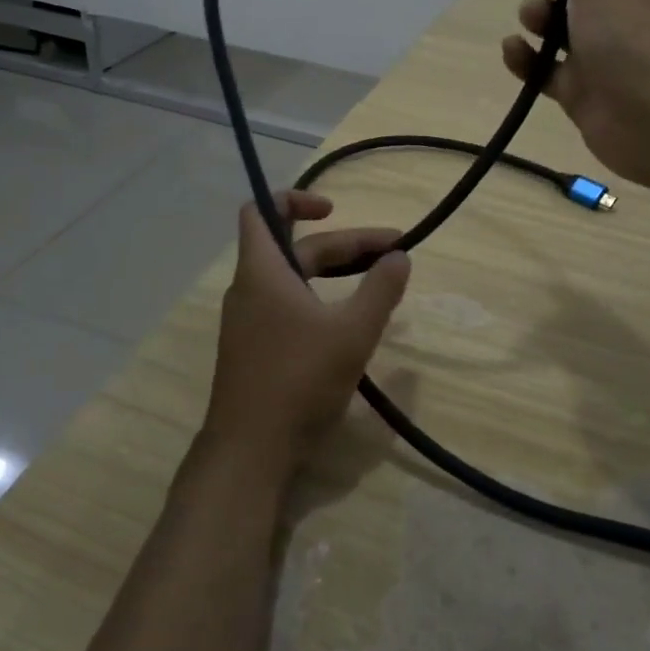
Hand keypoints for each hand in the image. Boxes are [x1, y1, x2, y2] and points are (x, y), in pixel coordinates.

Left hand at [201, 190, 410, 483]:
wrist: (249, 451)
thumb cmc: (298, 380)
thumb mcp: (352, 333)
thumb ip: (380, 290)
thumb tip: (399, 256)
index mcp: (262, 271)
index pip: (262, 211)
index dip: (296, 199)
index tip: (334, 210)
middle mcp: (250, 289)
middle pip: (296, 249)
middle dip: (345, 246)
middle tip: (394, 254)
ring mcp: (249, 322)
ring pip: (294, 280)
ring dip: (335, 273)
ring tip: (379, 281)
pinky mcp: (255, 349)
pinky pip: (289, 306)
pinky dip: (320, 300)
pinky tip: (350, 321)